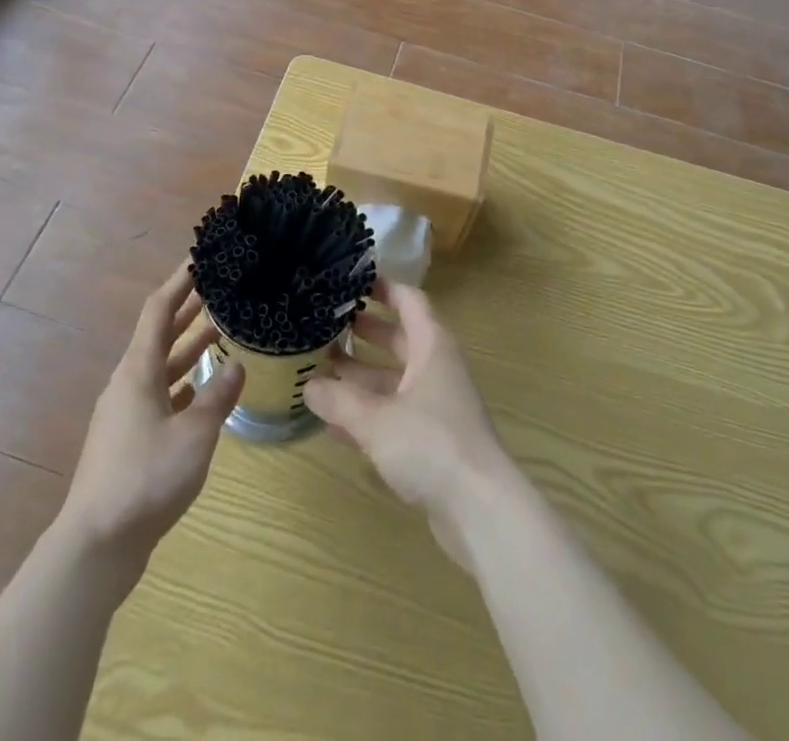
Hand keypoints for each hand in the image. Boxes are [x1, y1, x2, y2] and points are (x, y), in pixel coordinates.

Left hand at [57, 265, 244, 583]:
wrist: (96, 545)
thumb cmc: (146, 477)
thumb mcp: (194, 433)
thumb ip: (218, 396)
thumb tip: (236, 364)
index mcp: (138, 371)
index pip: (159, 309)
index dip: (180, 280)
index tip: (201, 257)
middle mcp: (129, 383)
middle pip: (159, 333)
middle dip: (187, 308)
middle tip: (219, 287)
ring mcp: (126, 413)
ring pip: (161, 366)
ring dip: (188, 346)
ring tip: (220, 330)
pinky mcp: (129, 440)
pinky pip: (160, 394)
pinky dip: (182, 383)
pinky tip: (203, 389)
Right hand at [304, 280, 514, 566]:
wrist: (480, 509)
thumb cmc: (431, 444)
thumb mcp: (376, 419)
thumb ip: (339, 400)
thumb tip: (308, 385)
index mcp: (431, 347)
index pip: (409, 301)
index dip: (382, 287)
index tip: (350, 279)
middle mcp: (436, 369)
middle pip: (398, 339)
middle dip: (363, 332)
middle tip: (325, 324)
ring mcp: (436, 406)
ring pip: (393, 380)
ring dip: (360, 376)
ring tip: (318, 370)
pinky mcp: (432, 441)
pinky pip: (394, 415)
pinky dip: (367, 413)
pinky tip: (333, 422)